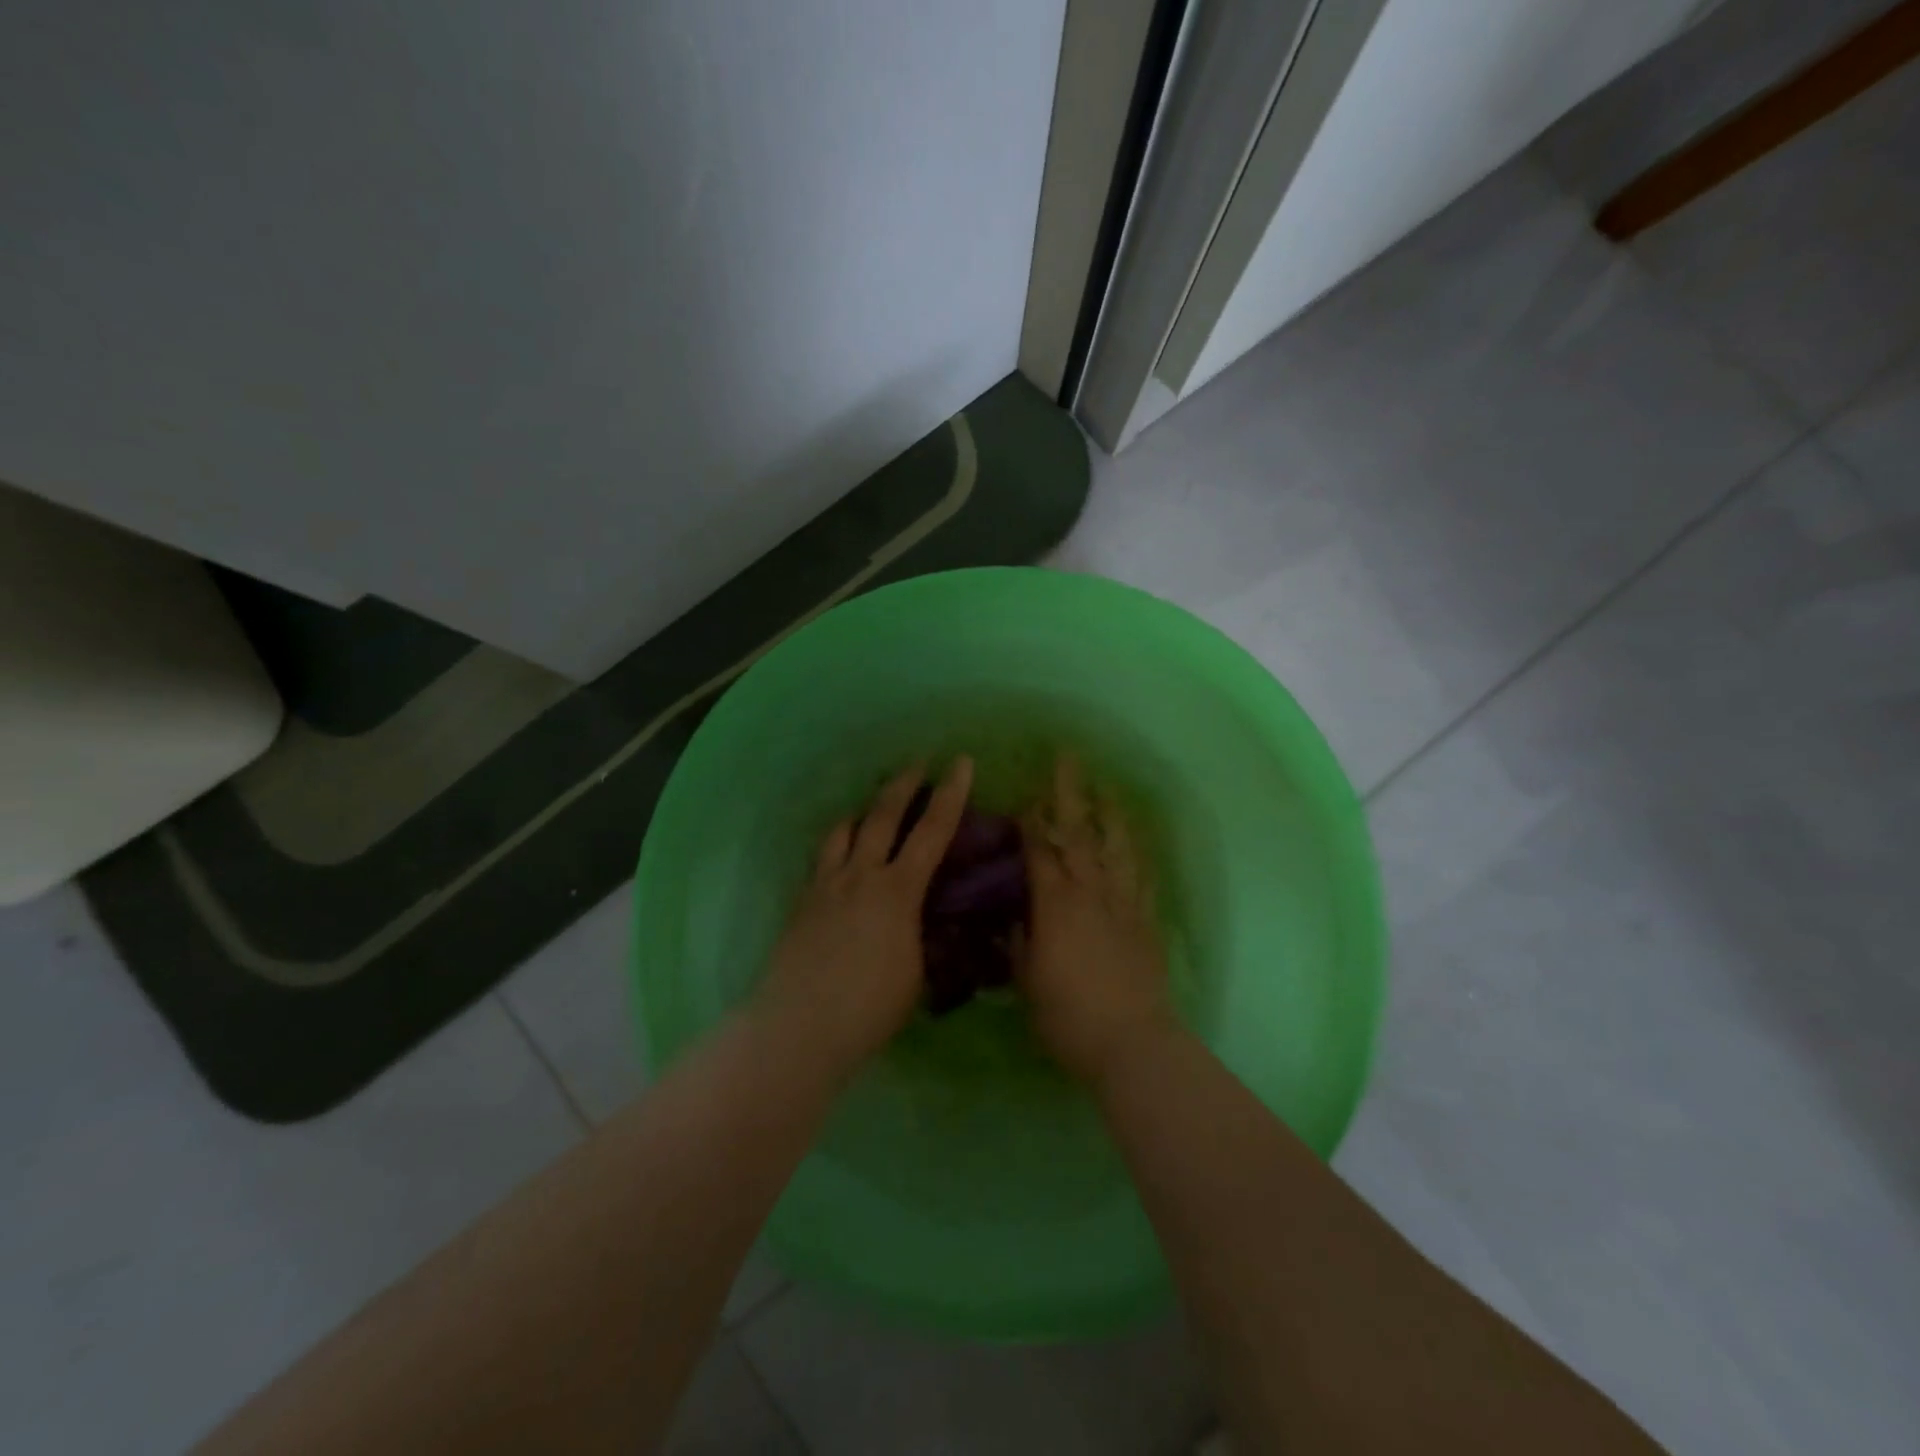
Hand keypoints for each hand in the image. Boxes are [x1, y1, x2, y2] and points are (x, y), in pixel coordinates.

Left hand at [754, 757, 973, 1080]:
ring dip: (863, 811)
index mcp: (898, 891)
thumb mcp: (916, 971)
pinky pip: (823, 857)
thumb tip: (928, 917)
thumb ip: (923, 934)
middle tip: (917, 764)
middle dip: (903, 785)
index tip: (960, 762)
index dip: (950, 794)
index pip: (932, 831)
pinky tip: (841, 854)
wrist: (800, 1026)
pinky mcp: (803, 901)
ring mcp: (826, 885)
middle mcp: (860, 875)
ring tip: (872, 807)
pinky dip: (838, 843)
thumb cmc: (869, 1008)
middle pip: (882, 816)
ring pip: (844, 830)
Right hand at [1020, 755, 1173, 1084]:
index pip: (1039, 851)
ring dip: (1108, 813)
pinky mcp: (1145, 919)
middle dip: (1068, 794)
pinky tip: (1134, 839)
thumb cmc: (1068, 1016)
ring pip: (1114, 846)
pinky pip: (1141, 875)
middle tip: (1066, 759)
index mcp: (1055, 905)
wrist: (1131, 1042)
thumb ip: (1017, 943)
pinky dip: (1136, 852)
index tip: (1025, 796)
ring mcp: (1122, 903)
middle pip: (1077, 834)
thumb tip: (1010, 916)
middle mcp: (1089, 892)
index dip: (1030, 821)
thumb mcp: (1027, 981)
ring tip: (1105, 788)